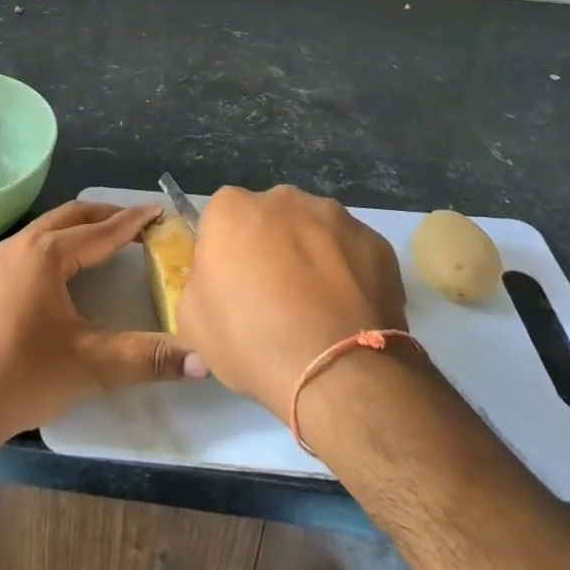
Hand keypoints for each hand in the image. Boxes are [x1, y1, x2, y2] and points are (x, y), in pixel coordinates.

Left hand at [0, 201, 205, 446]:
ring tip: (107, 239)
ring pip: (48, 229)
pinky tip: (67, 270)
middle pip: (72, 216)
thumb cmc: (23, 374)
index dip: (134, 222)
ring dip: (80, 228)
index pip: (102, 230)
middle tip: (138, 223)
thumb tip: (201, 361)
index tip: (159, 213)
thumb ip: (146, 358)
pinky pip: (32, 246)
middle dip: (107, 216)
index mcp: (47, 253)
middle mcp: (21, 245)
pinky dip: (59, 244)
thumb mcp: (91, 364)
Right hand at [177, 184, 410, 416]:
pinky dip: (349, 274)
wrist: (336, 371)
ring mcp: (335, 216)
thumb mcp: (193, 323)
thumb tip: (213, 285)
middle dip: (270, 248)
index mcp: (232, 208)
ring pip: (313, 232)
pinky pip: (352, 253)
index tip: (232, 289)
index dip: (225, 255)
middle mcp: (283, 198)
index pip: (221, 222)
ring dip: (311, 257)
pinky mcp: (375, 241)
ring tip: (317, 309)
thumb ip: (197, 287)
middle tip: (274, 299)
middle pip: (269, 220)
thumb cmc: (252, 340)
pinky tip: (347, 312)